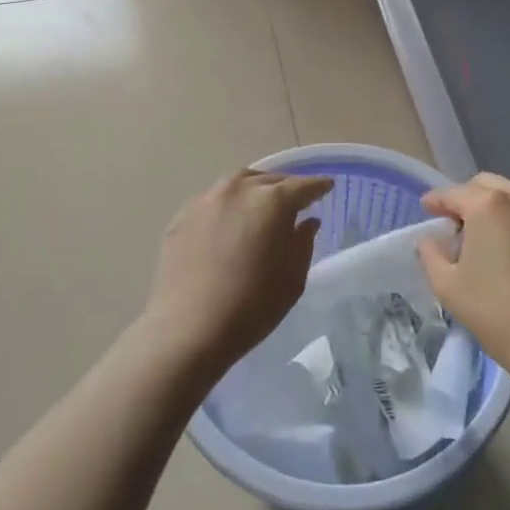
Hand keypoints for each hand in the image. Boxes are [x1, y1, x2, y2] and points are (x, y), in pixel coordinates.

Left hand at [142, 168, 333, 379]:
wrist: (188, 329)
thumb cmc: (251, 307)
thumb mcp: (292, 280)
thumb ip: (303, 243)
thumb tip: (307, 221)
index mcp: (272, 201)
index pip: (303, 186)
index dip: (318, 187)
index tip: (327, 187)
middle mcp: (239, 189)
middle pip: (270, 180)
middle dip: (286, 187)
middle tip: (295, 200)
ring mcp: (207, 199)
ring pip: (238, 183)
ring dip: (255, 190)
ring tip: (260, 205)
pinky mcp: (183, 215)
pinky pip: (213, 200)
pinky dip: (228, 205)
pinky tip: (228, 223)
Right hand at [417, 172, 509, 375]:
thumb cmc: (496, 311)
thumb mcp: (448, 285)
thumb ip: (431, 254)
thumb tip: (431, 240)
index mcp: (488, 204)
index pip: (453, 194)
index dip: (435, 202)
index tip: (425, 210)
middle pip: (484, 186)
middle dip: (465, 199)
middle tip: (452, 225)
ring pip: (508, 196)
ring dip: (489, 207)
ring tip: (479, 237)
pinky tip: (504, 246)